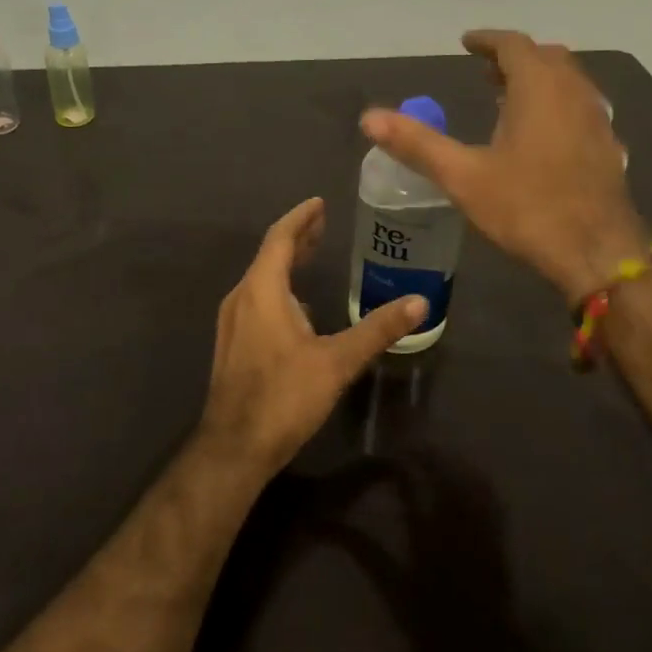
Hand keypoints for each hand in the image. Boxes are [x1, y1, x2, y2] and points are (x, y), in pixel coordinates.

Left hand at [200, 198, 428, 471]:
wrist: (234, 447)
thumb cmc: (284, 396)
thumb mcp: (337, 361)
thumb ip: (377, 329)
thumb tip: (420, 302)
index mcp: (261, 290)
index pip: (280, 239)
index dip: (301, 218)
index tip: (320, 203)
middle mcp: (241, 298)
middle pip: (270, 256)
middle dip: (297, 238)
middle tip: (323, 224)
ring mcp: (232, 322)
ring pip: (261, 280)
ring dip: (287, 264)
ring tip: (314, 259)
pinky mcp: (233, 344)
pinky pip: (257, 301)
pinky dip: (279, 289)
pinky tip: (300, 309)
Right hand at [361, 29, 645, 303]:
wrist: (597, 253)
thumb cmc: (528, 208)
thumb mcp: (463, 177)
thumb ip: (417, 144)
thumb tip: (368, 119)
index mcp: (539, 89)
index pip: (514, 45)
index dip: (488, 41)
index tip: (466, 43)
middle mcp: (574, 93)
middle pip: (546, 57)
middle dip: (514, 58)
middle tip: (485, 71)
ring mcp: (597, 119)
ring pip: (568, 81)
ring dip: (538, 79)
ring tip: (508, 98)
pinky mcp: (609, 146)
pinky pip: (580, 106)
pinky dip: (557, 103)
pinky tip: (541, 135)